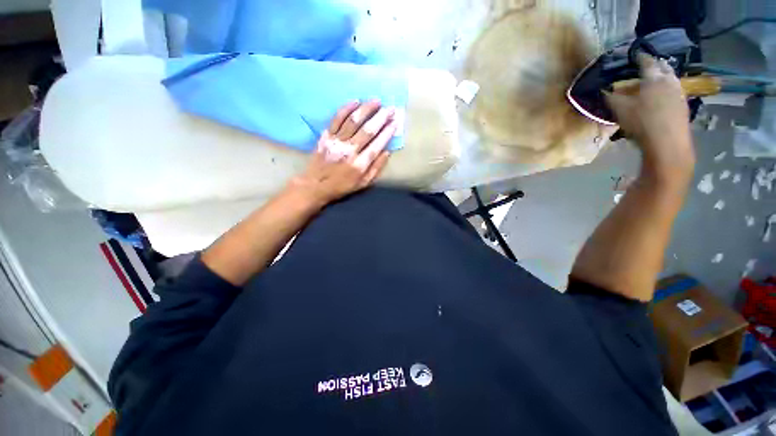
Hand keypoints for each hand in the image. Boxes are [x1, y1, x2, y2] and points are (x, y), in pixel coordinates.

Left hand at [285, 100, 397, 207]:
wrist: (315, 185)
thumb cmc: (342, 186)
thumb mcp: (363, 184)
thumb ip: (376, 168)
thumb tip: (387, 152)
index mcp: (359, 165)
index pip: (377, 145)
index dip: (387, 133)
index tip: (395, 123)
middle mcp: (349, 151)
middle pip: (367, 130)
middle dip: (381, 118)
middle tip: (391, 108)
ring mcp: (336, 142)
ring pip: (353, 121)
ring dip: (366, 109)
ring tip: (376, 101)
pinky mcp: (326, 136)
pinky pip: (337, 119)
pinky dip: (346, 108)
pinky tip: (355, 101)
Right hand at [605, 54, 694, 180]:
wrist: (667, 143)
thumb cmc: (642, 122)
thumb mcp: (619, 110)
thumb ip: (610, 97)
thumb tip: (602, 90)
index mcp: (653, 78)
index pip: (646, 61)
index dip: (639, 56)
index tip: (633, 53)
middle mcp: (669, 81)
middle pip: (663, 67)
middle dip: (654, 64)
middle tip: (646, 64)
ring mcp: (679, 93)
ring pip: (670, 78)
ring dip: (662, 76)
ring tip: (654, 79)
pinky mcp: (683, 105)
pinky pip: (674, 90)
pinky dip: (667, 88)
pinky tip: (661, 95)